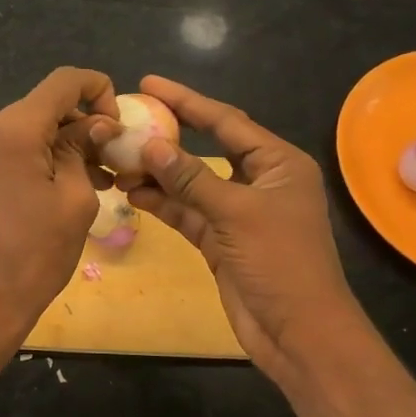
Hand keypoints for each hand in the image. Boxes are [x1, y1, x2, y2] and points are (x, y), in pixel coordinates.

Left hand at [0, 67, 119, 358]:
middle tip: (110, 157)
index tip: (117, 120)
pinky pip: (5, 154)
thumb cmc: (36, 254)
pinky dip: (34, 160)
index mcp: (11, 130)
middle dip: (80, 124)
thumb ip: (84, 149)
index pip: (62, 82)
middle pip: (41, 108)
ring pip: (23, 132)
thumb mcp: (75, 199)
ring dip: (58, 145)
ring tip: (93, 178)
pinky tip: (57, 189)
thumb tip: (96, 124)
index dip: (98, 88)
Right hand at [120, 75, 361, 385]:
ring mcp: (237, 212)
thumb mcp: (236, 213)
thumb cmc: (280, 262)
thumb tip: (150, 144)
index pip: (226, 121)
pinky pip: (186, 211)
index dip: (187, 101)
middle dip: (167, 137)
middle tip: (127, 120)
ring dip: (157, 174)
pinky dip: (162, 203)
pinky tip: (131, 192)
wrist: (298, 332)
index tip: (149, 83)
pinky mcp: (220, 240)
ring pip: (191, 182)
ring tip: (118, 161)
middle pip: (205, 148)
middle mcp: (258, 181)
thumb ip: (191, 177)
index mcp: (277, 163)